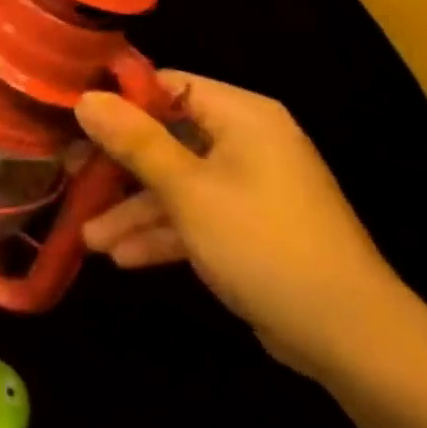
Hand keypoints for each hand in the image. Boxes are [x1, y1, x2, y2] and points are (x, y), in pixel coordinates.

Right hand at [76, 77, 413, 378]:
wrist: (354, 342)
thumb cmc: (265, 246)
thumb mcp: (188, 191)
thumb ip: (134, 142)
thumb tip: (85, 96)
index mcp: (242, 116)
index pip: (167, 85)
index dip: (119, 100)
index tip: (73, 119)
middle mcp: (246, 141)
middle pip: (166, 137)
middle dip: (118, 167)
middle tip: (71, 178)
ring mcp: (249, 186)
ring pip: (176, 183)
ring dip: (134, 210)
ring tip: (89, 239)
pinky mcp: (250, 226)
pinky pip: (196, 214)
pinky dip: (163, 232)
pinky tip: (122, 257)